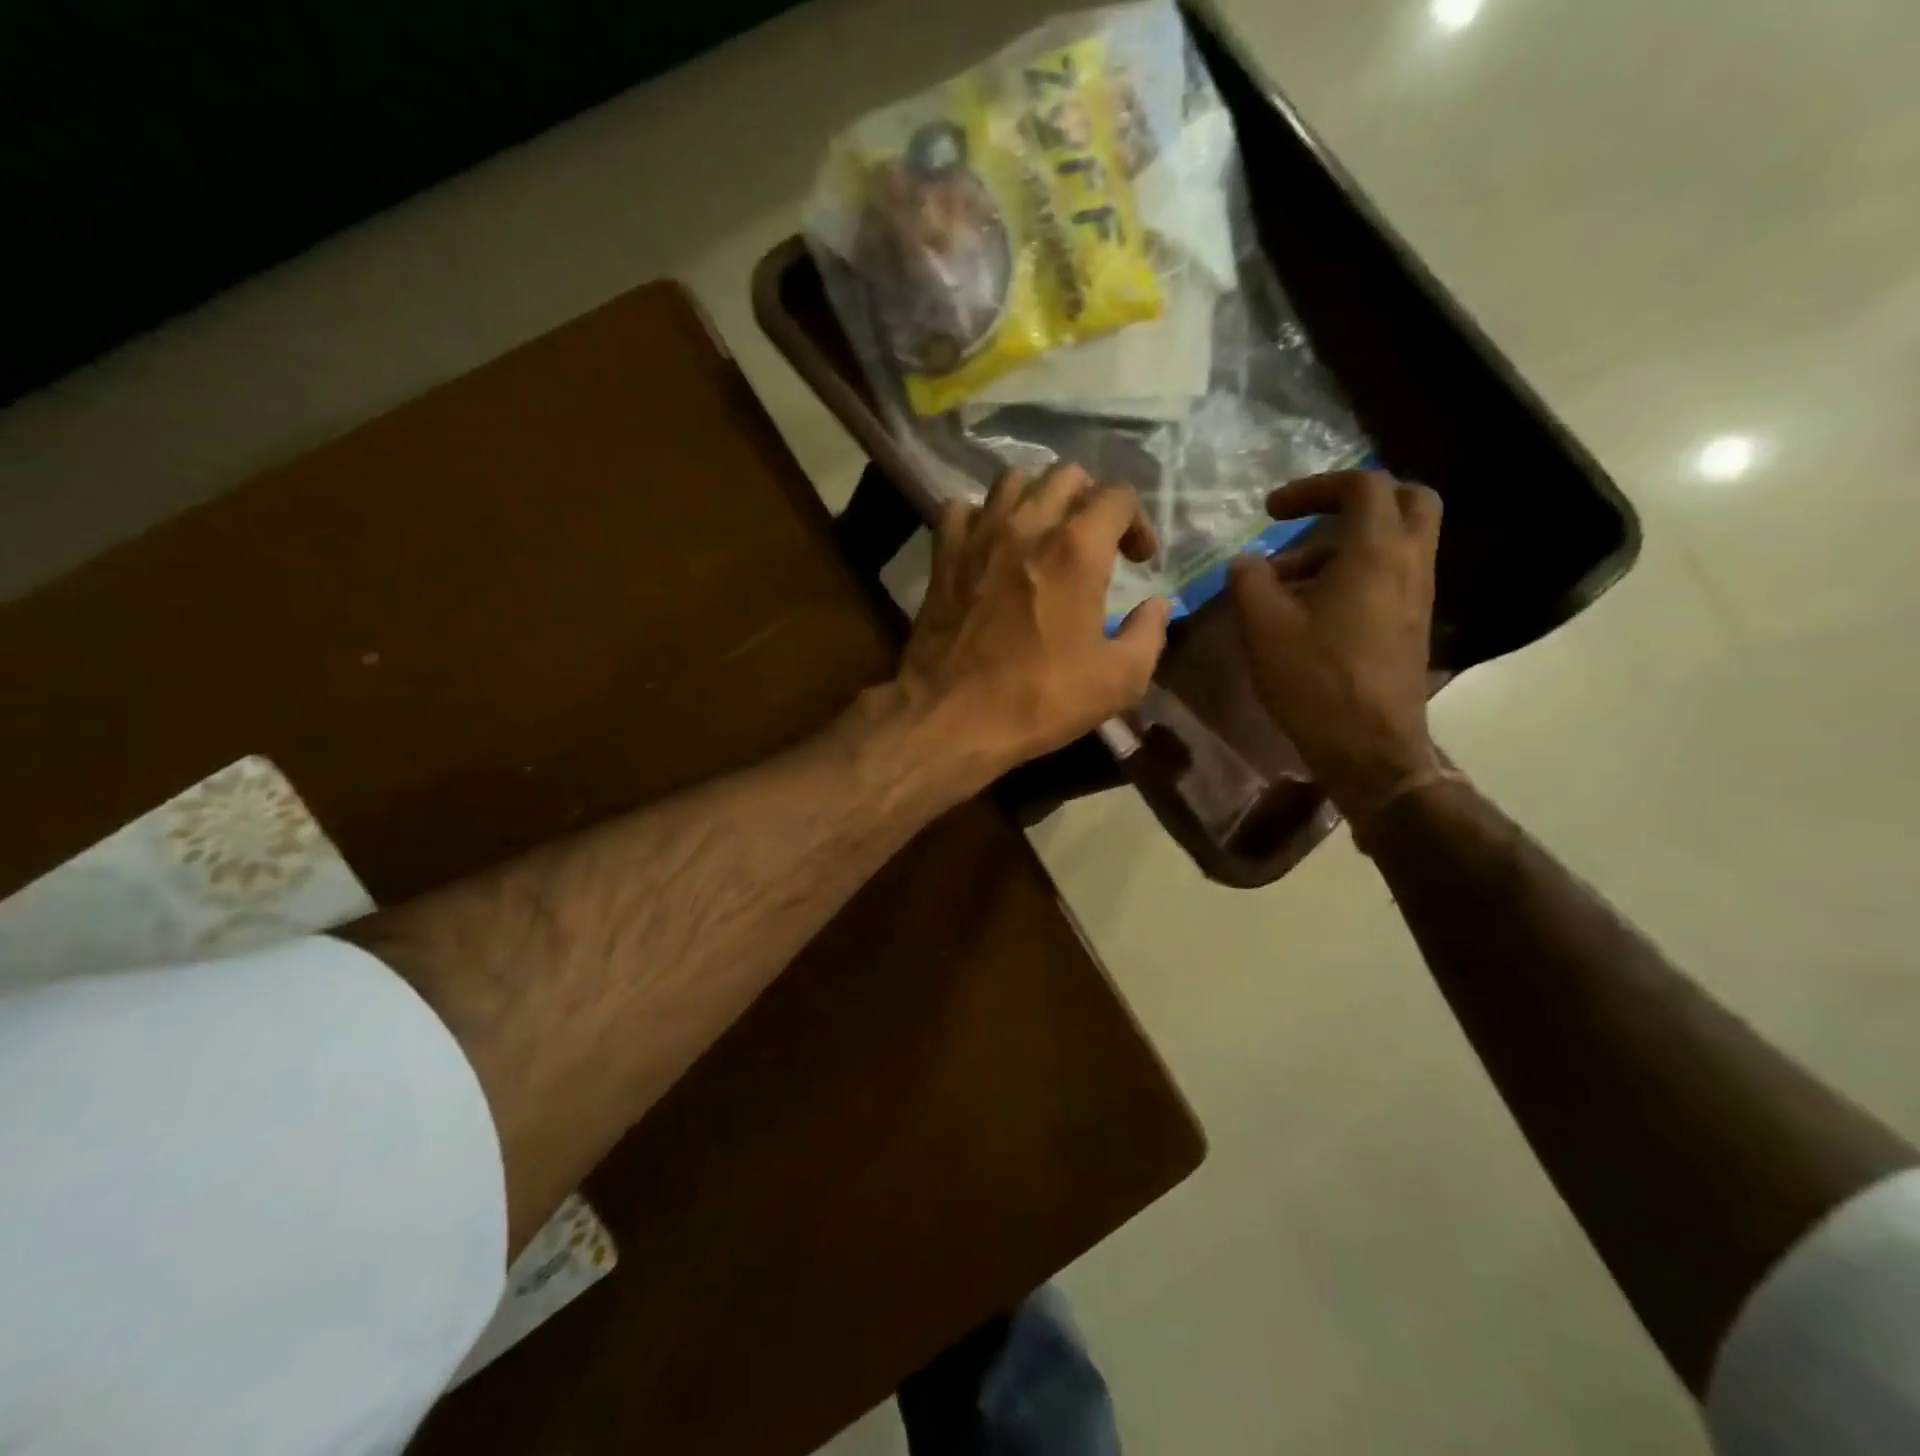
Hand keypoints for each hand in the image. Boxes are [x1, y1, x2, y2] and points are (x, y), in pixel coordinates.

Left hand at [897, 463, 1171, 777]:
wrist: (951, 717)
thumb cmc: (1039, 700)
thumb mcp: (1118, 681)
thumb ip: (1149, 634)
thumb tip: (1157, 605)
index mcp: (1077, 549)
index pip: (1118, 495)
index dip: (1138, 522)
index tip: (1139, 560)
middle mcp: (1028, 525)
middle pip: (1067, 476)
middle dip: (1091, 502)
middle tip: (1096, 543)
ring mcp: (979, 536)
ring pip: (1013, 480)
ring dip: (1038, 498)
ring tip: (1044, 534)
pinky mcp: (943, 555)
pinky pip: (962, 509)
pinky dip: (981, 517)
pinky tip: (991, 545)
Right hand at [1227, 470, 1443, 820]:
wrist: (1369, 747)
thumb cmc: (1315, 681)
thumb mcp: (1263, 627)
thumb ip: (1250, 581)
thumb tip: (1247, 562)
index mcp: (1376, 553)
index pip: (1362, 485)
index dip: (1314, 487)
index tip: (1271, 512)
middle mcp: (1409, 564)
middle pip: (1406, 501)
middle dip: (1355, 500)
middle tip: (1311, 520)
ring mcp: (1417, 596)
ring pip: (1397, 542)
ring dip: (1345, 545)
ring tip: (1288, 581)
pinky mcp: (1412, 625)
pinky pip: (1391, 576)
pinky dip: (1356, 573)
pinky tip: (1311, 611)